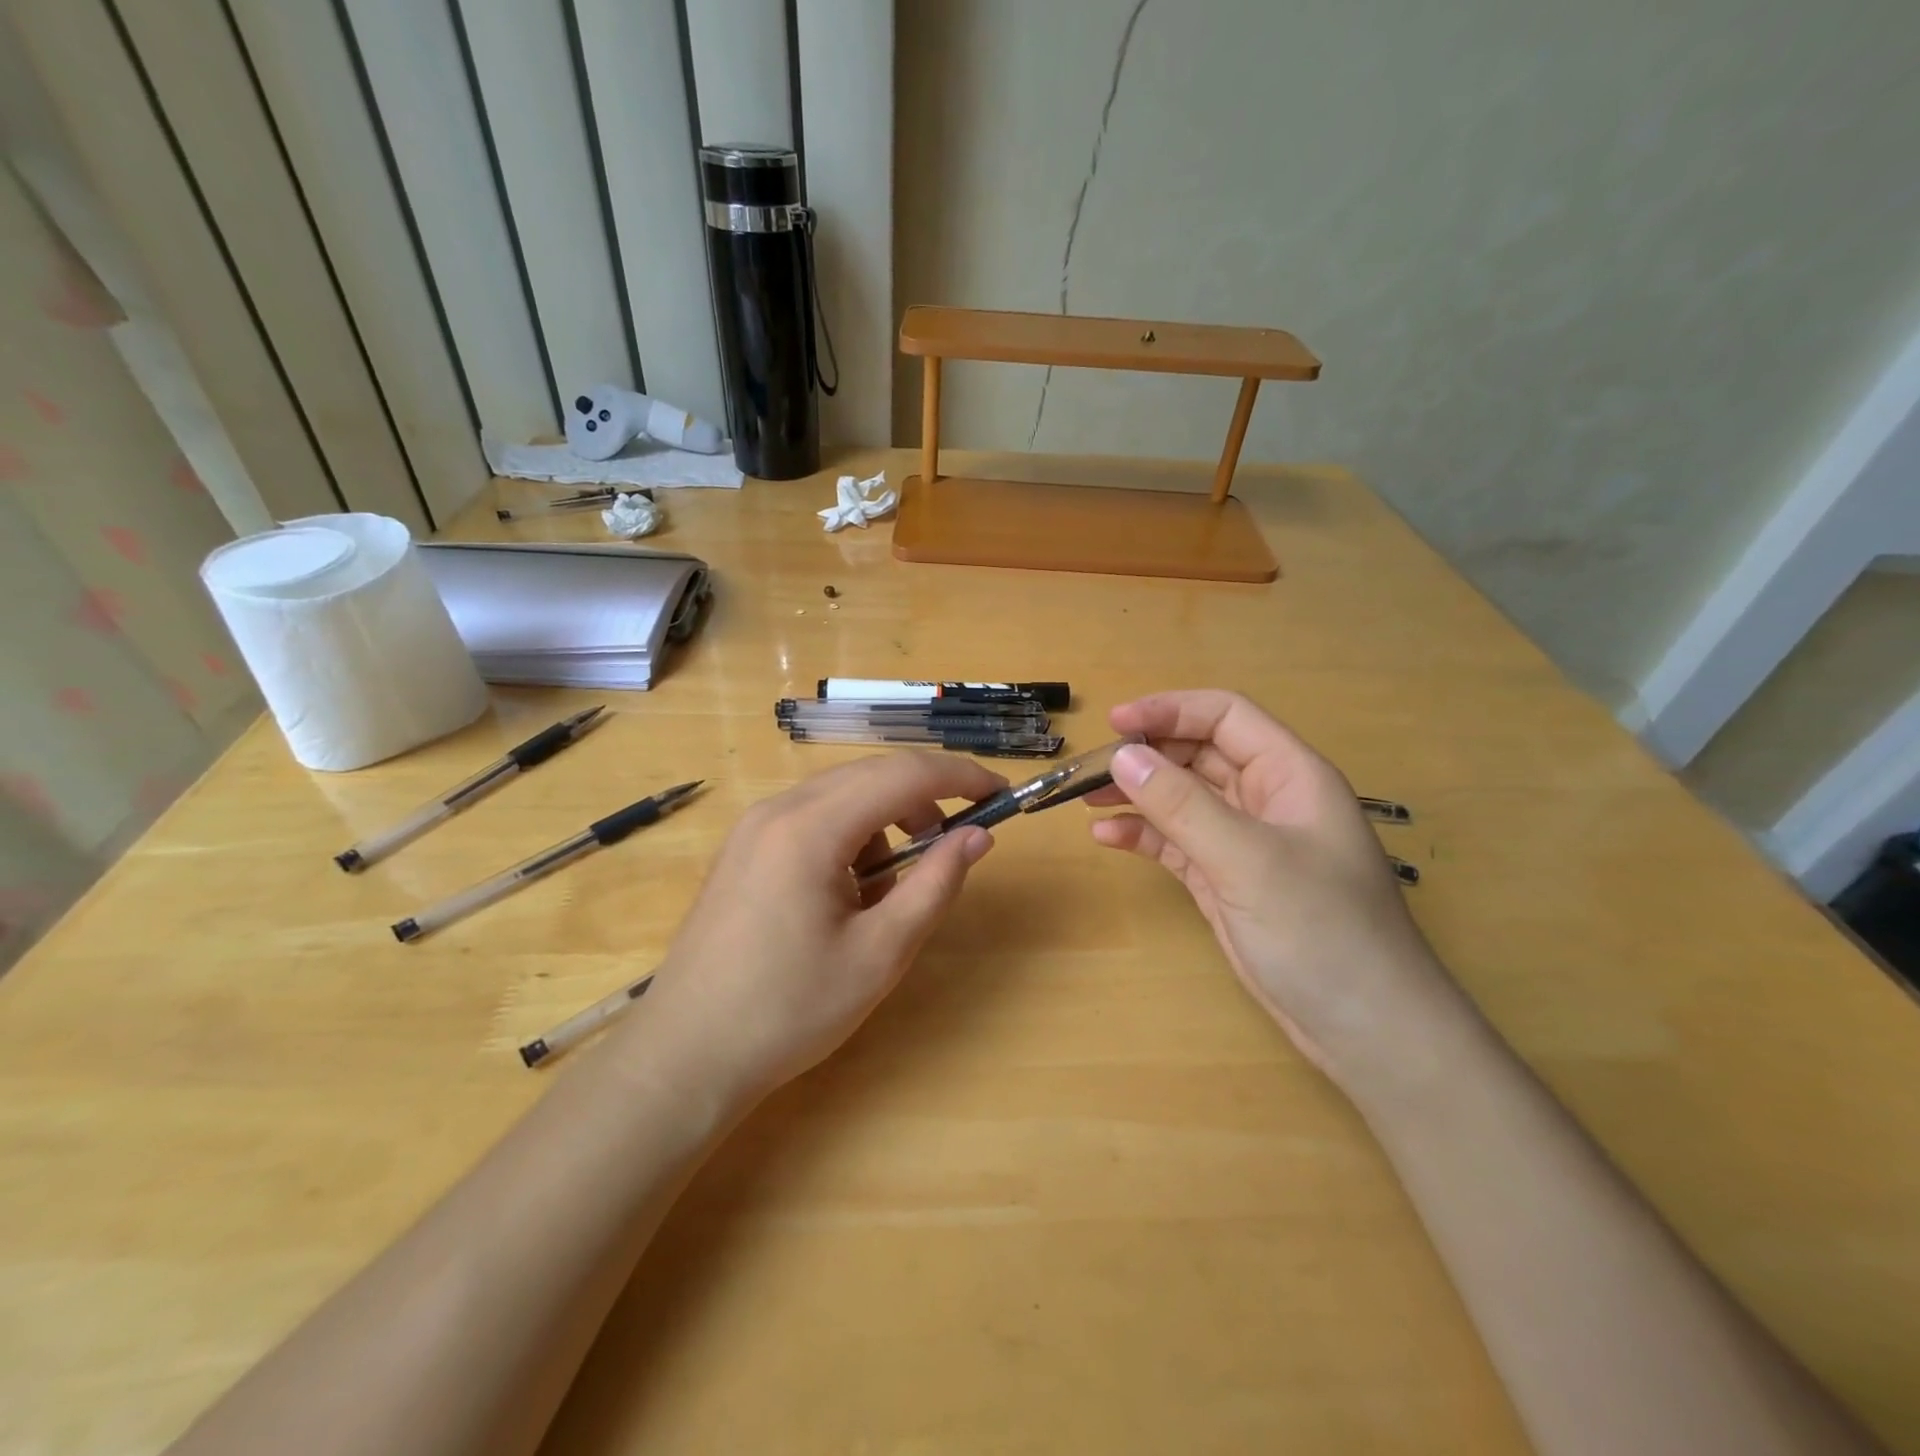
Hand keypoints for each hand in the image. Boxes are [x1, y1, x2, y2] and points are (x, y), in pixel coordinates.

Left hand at [645, 752, 1002, 1102]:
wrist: (685, 1054)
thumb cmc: (789, 1011)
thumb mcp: (880, 954)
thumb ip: (935, 885)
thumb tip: (978, 836)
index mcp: (811, 828)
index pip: (903, 775)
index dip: (960, 776)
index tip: (1001, 792)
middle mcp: (778, 809)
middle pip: (871, 775)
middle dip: (925, 798)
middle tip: (960, 840)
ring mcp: (754, 826)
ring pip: (842, 794)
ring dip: (886, 821)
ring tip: (895, 886)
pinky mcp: (745, 847)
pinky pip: (814, 817)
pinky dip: (850, 836)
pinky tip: (850, 891)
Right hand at [1089, 691, 1467, 1094]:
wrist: (1365, 1031)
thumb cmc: (1322, 931)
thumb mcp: (1248, 860)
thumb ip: (1182, 805)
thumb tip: (1122, 756)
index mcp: (1290, 775)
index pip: (1225, 717)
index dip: (1170, 710)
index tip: (1114, 723)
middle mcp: (1266, 799)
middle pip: (1198, 754)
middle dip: (1146, 755)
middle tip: (1091, 770)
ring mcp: (1245, 842)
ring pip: (1183, 798)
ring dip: (1138, 794)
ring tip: (1087, 799)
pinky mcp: (1226, 880)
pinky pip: (1177, 842)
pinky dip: (1144, 835)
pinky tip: (1107, 837)